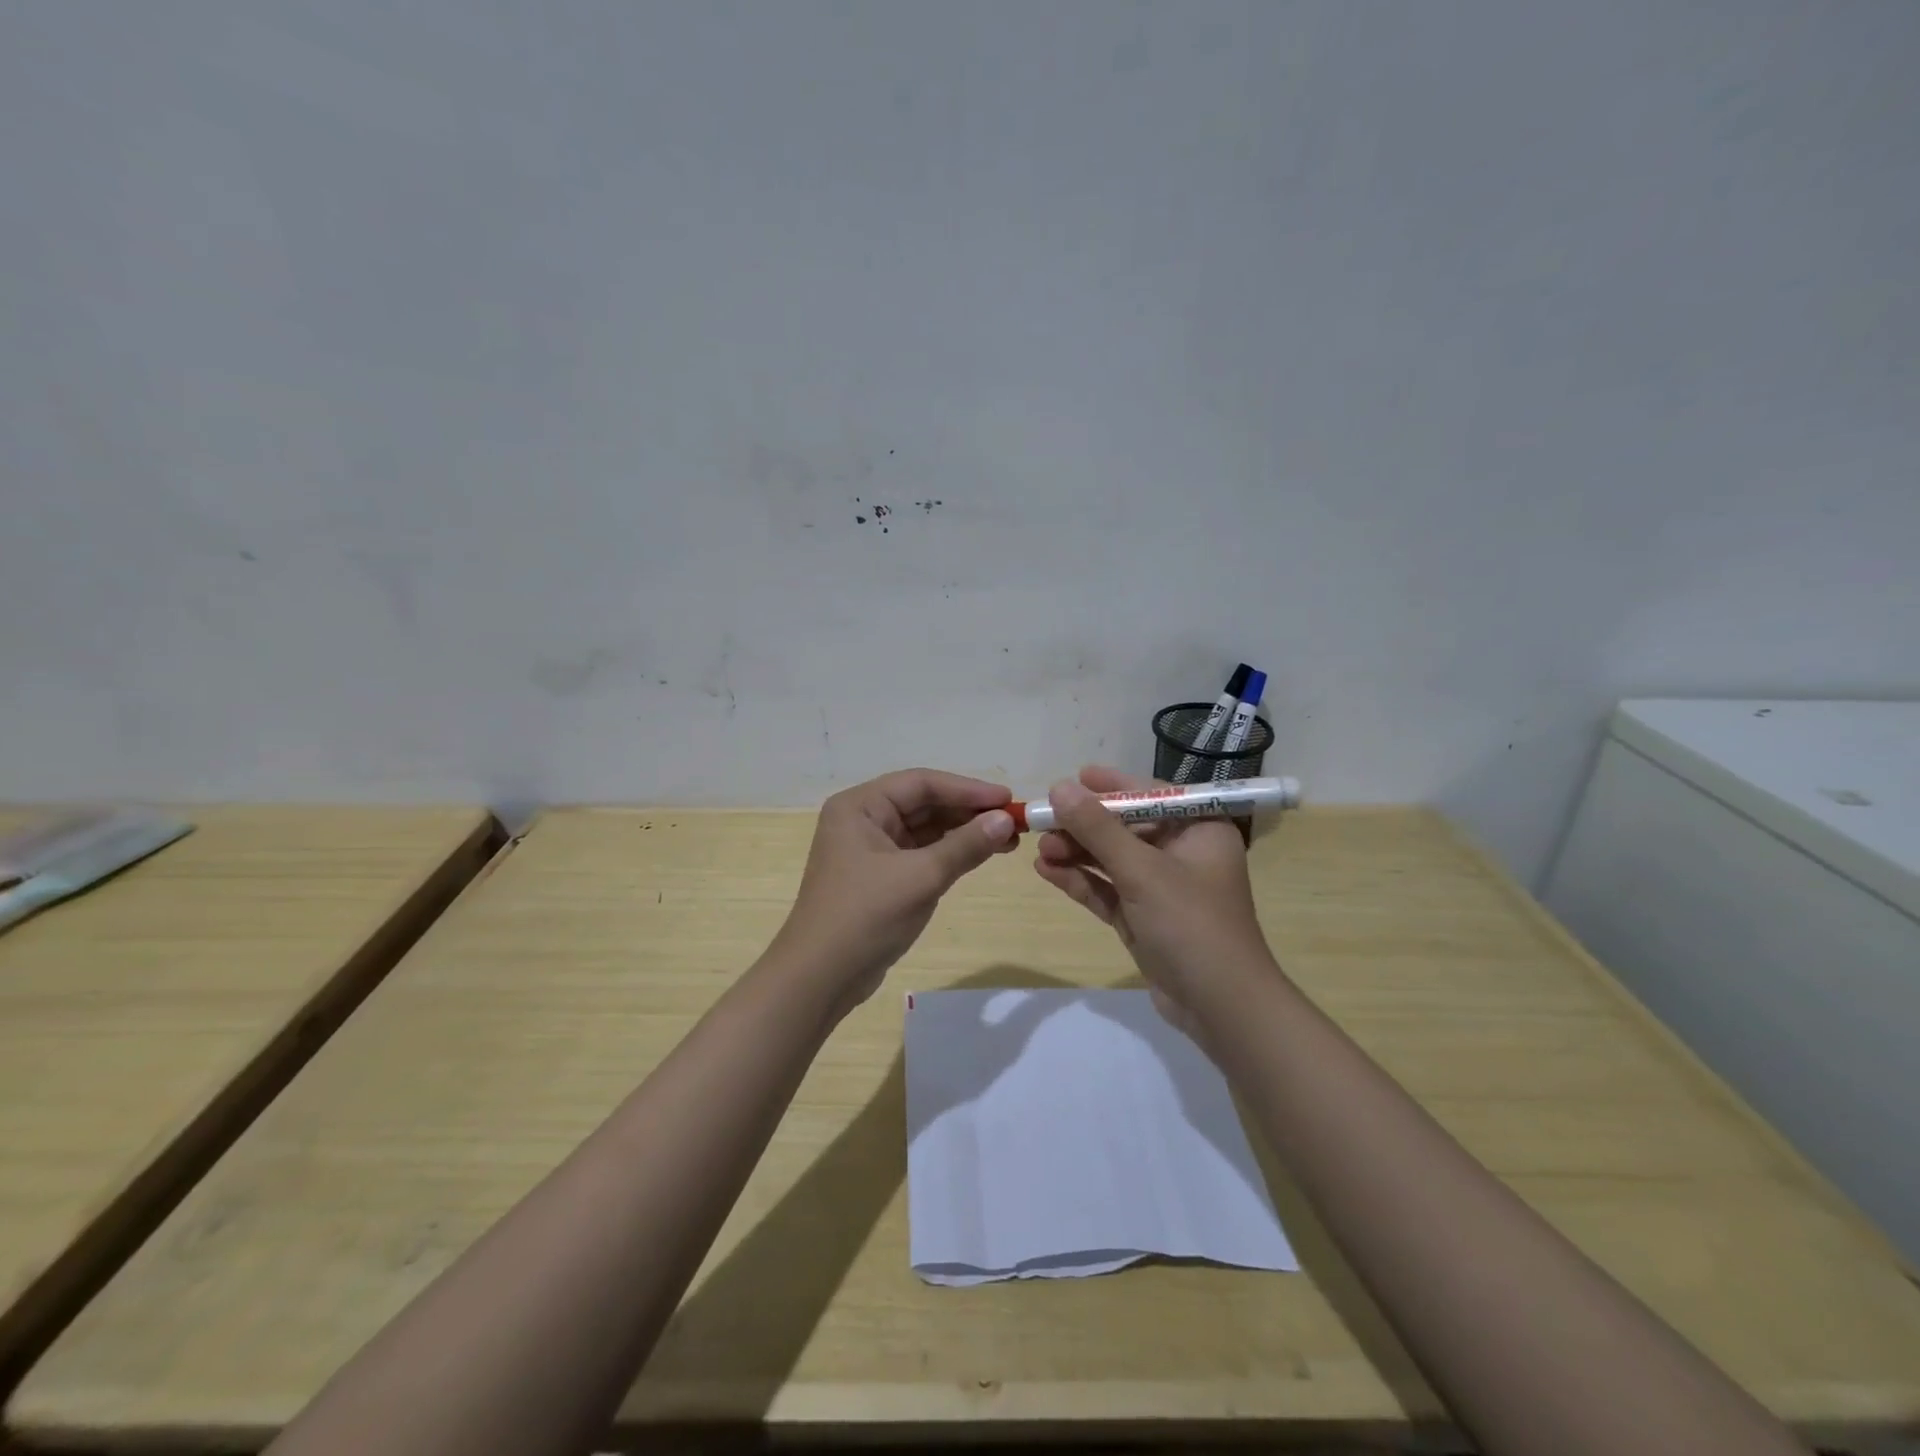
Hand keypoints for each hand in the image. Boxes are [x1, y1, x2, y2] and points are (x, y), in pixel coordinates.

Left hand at [773, 769, 1015, 1013]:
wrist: (820, 978)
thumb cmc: (865, 916)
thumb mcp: (921, 877)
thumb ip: (965, 845)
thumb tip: (1006, 821)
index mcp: (860, 806)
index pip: (921, 784)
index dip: (967, 789)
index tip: (1007, 799)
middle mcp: (862, 819)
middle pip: (923, 804)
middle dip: (968, 812)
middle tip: (1013, 822)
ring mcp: (870, 849)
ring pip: (925, 830)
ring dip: (963, 833)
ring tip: (1007, 840)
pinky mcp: (879, 877)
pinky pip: (920, 853)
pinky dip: (949, 854)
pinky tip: (980, 855)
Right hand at [1033, 766, 1272, 1045]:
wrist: (1219, 1007)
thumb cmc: (1191, 924)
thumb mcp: (1142, 871)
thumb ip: (1098, 829)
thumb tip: (1060, 787)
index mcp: (1199, 829)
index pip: (1150, 795)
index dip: (1110, 786)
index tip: (1073, 778)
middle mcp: (1182, 852)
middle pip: (1125, 827)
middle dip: (1084, 825)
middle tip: (1042, 820)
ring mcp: (1161, 888)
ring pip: (1111, 859)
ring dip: (1077, 853)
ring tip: (1038, 848)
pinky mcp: (1143, 917)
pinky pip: (1108, 890)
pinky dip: (1080, 880)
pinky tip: (1046, 871)